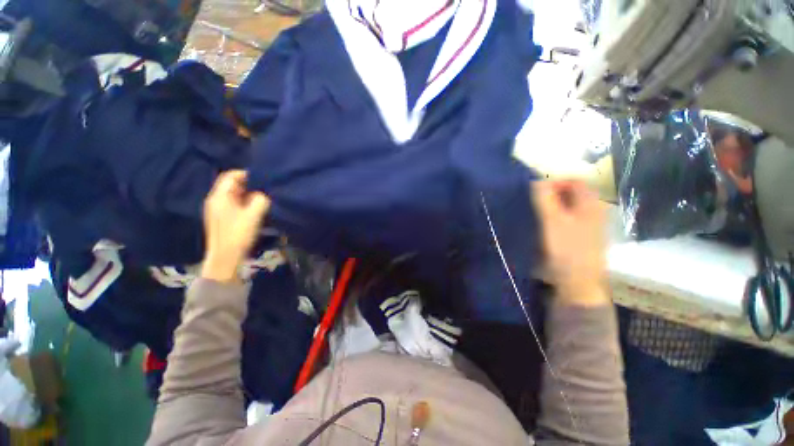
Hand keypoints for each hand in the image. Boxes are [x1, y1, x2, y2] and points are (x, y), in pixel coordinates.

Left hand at [202, 171, 269, 283]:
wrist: (225, 258)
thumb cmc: (238, 234)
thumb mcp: (253, 215)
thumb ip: (261, 200)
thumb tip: (264, 194)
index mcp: (219, 197)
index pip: (230, 175)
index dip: (247, 173)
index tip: (263, 177)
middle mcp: (215, 200)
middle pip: (231, 185)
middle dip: (249, 184)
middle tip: (266, 188)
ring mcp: (217, 210)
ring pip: (234, 195)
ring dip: (248, 194)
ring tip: (263, 198)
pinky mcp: (222, 219)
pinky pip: (234, 204)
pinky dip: (245, 202)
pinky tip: (255, 209)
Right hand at [533, 180, 608, 305]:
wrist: (578, 282)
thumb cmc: (565, 249)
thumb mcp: (551, 220)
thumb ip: (544, 198)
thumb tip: (537, 180)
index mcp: (590, 204)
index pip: (574, 181)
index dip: (555, 182)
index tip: (536, 191)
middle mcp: (595, 211)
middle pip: (574, 194)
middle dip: (554, 194)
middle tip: (535, 202)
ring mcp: (592, 226)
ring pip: (572, 207)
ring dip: (555, 206)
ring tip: (538, 213)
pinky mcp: (585, 238)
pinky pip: (571, 219)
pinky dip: (559, 218)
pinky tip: (547, 227)